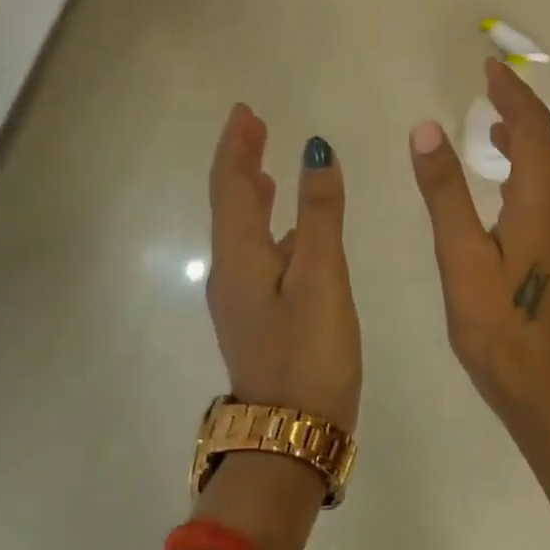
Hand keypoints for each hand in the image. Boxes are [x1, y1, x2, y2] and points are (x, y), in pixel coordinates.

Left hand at [206, 105, 361, 430]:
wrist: (290, 438)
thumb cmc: (308, 353)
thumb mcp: (321, 276)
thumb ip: (320, 214)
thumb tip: (317, 150)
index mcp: (239, 257)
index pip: (229, 185)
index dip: (235, 145)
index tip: (246, 111)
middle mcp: (230, 273)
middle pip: (229, 204)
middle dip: (239, 162)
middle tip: (256, 127)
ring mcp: (241, 298)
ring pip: (241, 230)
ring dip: (250, 193)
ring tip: (265, 167)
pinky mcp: (257, 317)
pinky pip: (256, 254)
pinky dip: (268, 226)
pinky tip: (290, 230)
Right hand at [409, 60, 549, 422]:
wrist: (545, 388)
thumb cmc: (496, 323)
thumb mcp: (460, 254)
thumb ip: (444, 189)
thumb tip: (426, 127)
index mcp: (543, 200)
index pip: (533, 127)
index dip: (511, 92)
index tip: (488, 67)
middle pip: (547, 143)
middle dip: (517, 111)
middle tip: (485, 91)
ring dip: (524, 143)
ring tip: (491, 130)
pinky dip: (531, 173)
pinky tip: (508, 187)